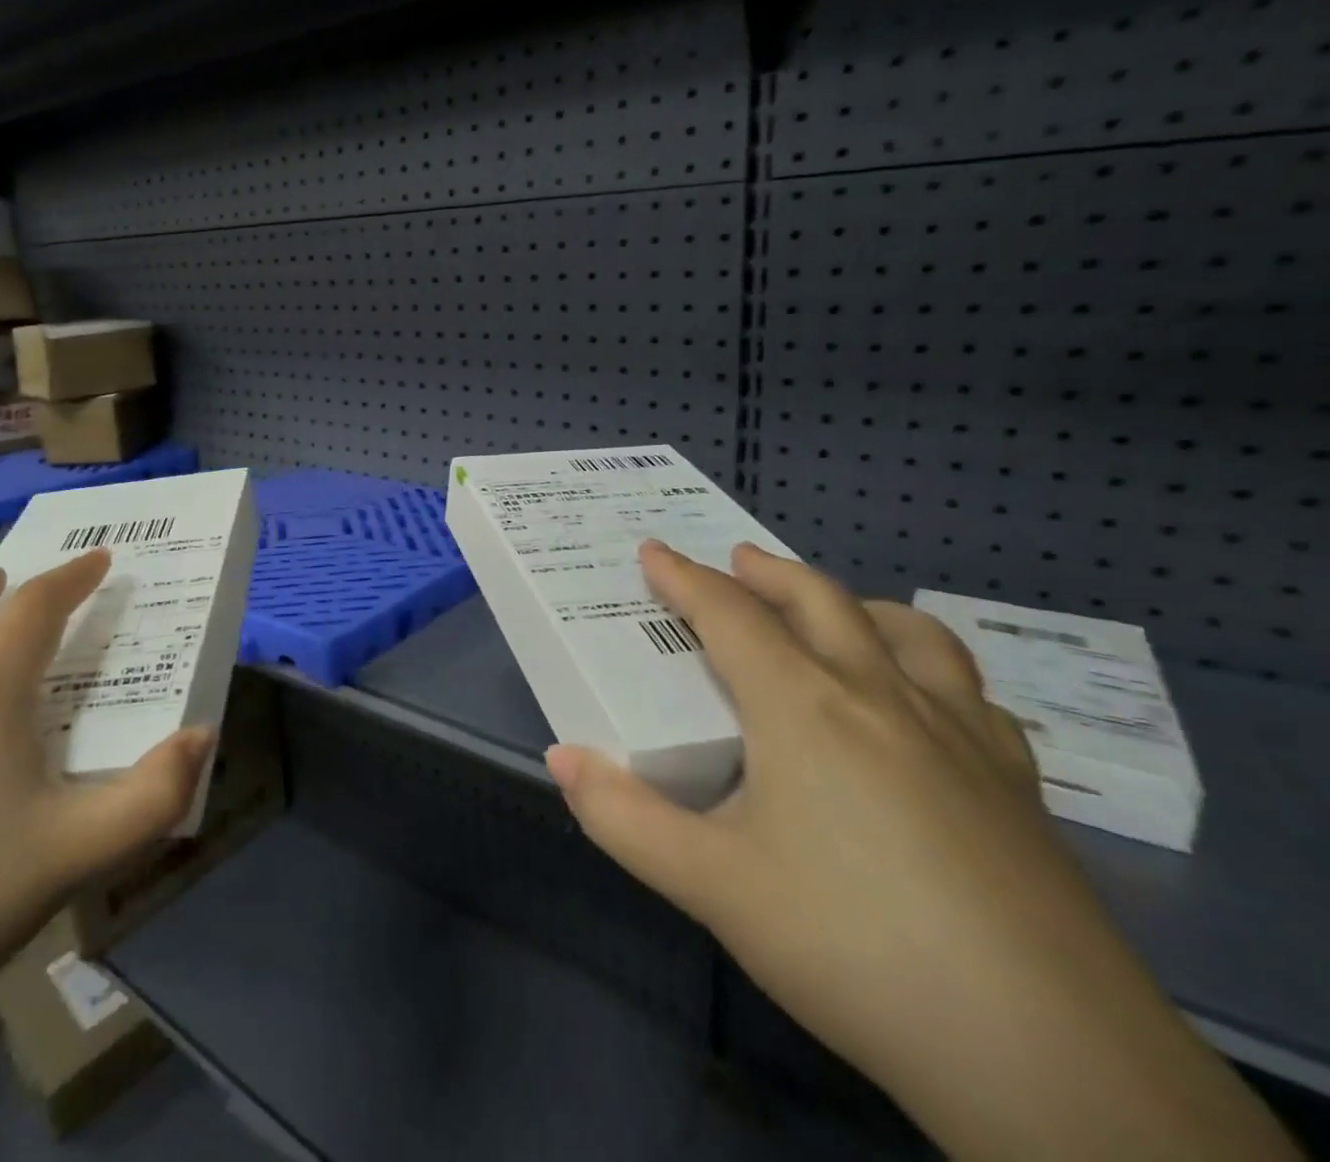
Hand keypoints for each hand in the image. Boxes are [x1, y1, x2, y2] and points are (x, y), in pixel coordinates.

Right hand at [546, 541, 1298, 1161]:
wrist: (1050, 1062)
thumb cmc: (851, 948)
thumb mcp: (711, 886)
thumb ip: (623, 817)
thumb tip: (562, 758)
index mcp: (803, 707)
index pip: (730, 616)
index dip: (684, 578)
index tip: (654, 551)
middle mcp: (880, 696)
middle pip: (819, 602)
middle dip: (767, 572)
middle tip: (735, 561)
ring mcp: (961, 735)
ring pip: (909, 632)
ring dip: (855, 604)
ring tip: (832, 610)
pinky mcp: (1019, 784)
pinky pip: (970, 693)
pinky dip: (930, 667)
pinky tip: (924, 701)